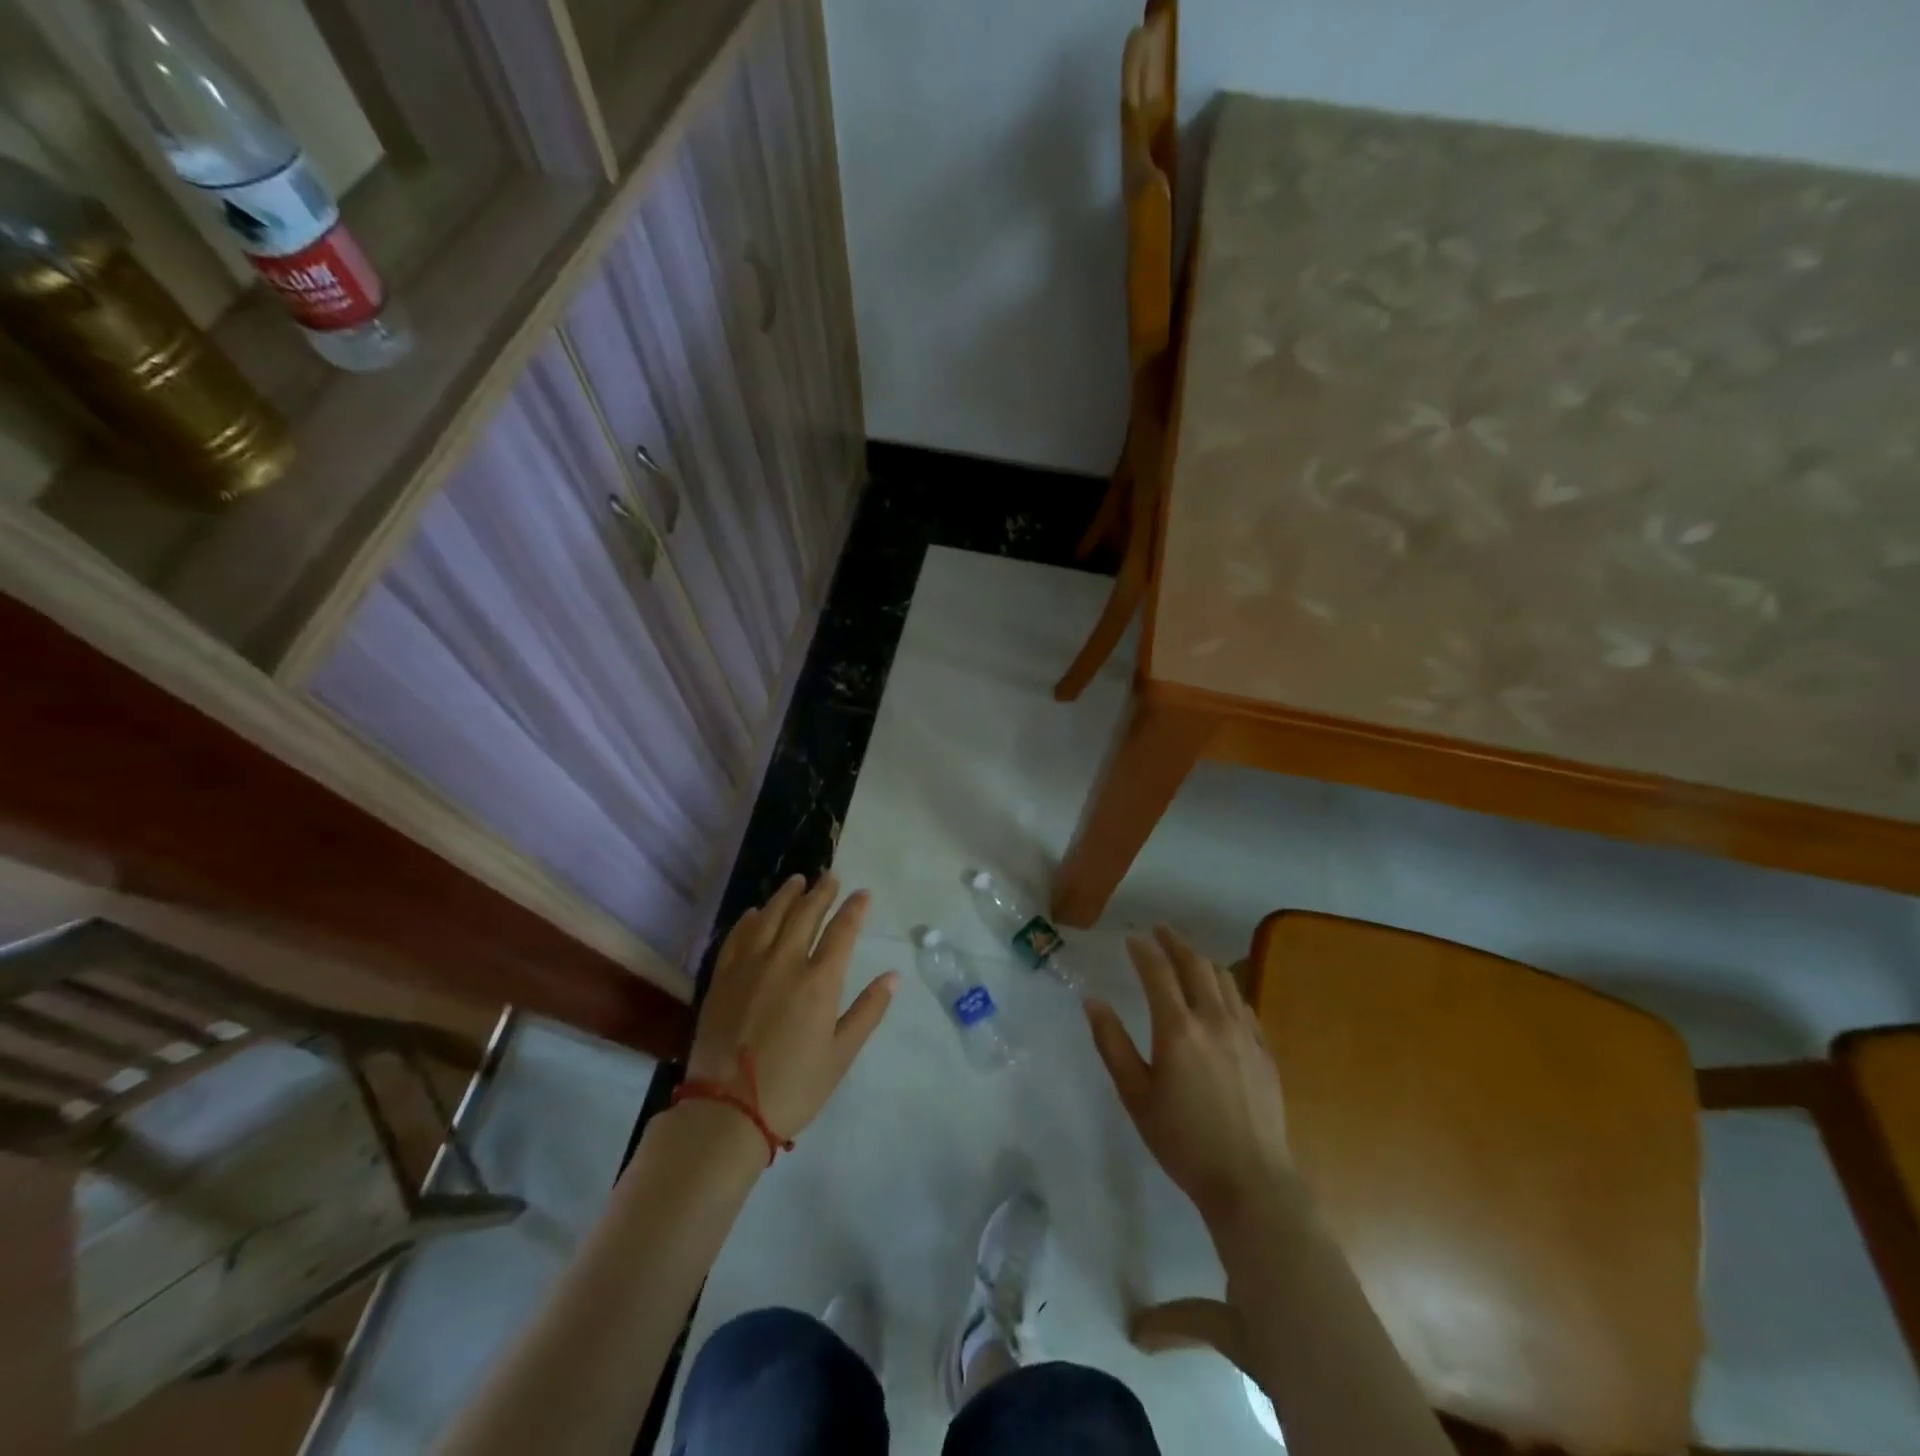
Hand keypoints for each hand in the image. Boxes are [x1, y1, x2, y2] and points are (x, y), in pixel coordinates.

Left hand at [686, 874, 896, 1140]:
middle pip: (806, 914)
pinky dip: (751, 919)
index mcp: (819, 981)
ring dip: (787, 895)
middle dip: (821, 892)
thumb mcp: (841, 1054)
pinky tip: (757, 912)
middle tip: (830, 877)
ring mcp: (749, 966)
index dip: (854, 908)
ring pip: (771, 917)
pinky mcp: (722, 978)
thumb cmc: (793, 1087)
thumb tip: (893, 977)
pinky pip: (738, 936)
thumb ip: (868, 1011)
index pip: (842, 930)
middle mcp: (785, 962)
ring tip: (797, 881)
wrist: (726, 1111)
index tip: (862, 894)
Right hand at [1087, 926, 1290, 1230]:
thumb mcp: (1135, 1095)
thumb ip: (1112, 1043)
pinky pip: (1243, 1003)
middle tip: (1160, 931)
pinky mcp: (1264, 1050)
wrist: (1250, 1181)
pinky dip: (1226, 987)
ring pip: (1224, 979)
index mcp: (1178, 1028)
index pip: (1158, 971)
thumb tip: (1092, 1001)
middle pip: (1195, 964)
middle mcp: (1213, 1020)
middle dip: (1175, 942)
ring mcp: (1244, 1033)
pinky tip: (1219, 994)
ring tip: (1187, 955)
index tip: (1132, 938)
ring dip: (1202, 959)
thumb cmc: (1182, 1140)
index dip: (1143, 950)